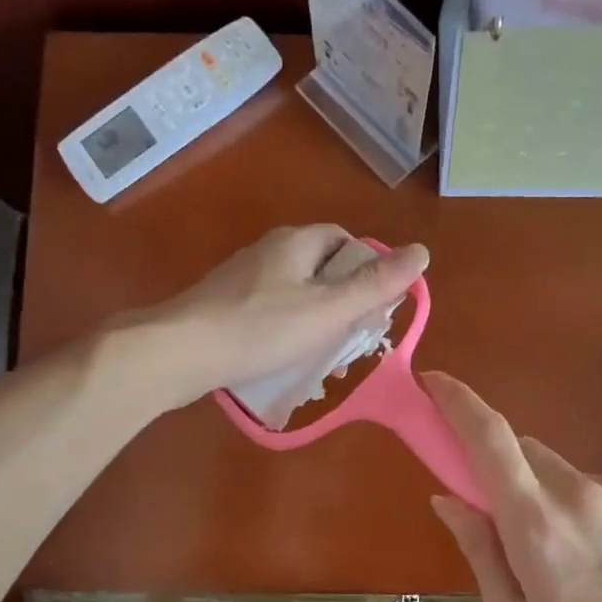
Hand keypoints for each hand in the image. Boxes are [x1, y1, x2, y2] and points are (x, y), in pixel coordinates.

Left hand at [129, 225, 428, 409]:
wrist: (179, 352)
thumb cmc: (261, 328)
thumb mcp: (328, 309)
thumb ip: (375, 284)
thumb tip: (422, 251)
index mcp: (296, 243)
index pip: (344, 242)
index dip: (367, 269)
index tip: (375, 306)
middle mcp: (268, 251)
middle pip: (321, 268)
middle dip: (343, 300)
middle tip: (354, 337)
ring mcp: (242, 279)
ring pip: (295, 293)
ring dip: (317, 320)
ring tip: (325, 356)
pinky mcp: (223, 305)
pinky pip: (269, 312)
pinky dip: (287, 331)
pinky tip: (286, 359)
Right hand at [423, 372, 601, 601]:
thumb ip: (479, 550)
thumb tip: (447, 498)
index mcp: (537, 524)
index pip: (490, 438)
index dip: (458, 401)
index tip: (434, 383)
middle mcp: (578, 491)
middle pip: (522, 450)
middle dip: (503, 471)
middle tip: (507, 521)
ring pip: (560, 470)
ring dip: (547, 494)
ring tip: (571, 556)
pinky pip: (598, 486)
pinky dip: (585, 506)